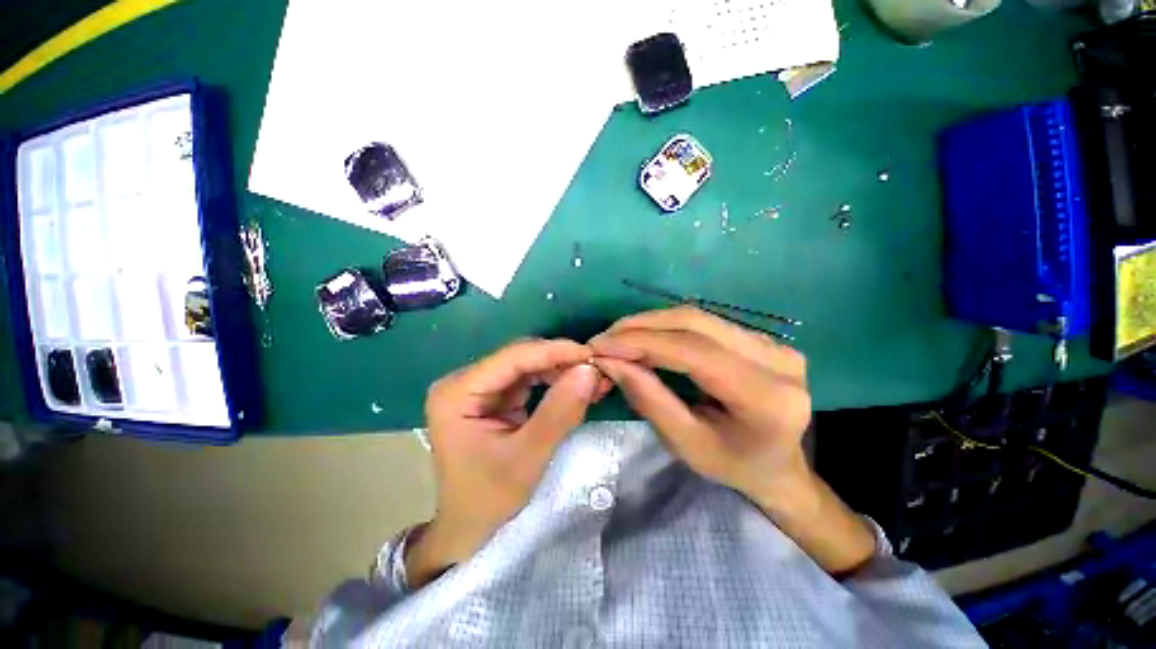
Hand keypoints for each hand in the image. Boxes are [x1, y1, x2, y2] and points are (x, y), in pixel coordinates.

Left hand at [408, 339, 602, 586]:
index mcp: (457, 392)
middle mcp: (464, 381)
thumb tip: (589, 370)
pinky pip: (530, 379)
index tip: (591, 354)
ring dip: (562, 370)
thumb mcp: (527, 458)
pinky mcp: (494, 397)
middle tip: (597, 370)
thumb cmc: (489, 500)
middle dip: (561, 362)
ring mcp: (479, 387)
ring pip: (528, 365)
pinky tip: (577, 387)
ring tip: (593, 380)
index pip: (513, 357)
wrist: (469, 530)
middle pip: (520, 357)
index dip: (554, 351)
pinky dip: (555, 382)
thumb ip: (558, 412)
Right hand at [591, 307, 874, 573]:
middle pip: (695, 322)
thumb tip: (611, 361)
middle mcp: (777, 360)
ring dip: (651, 324)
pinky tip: (644, 338)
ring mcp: (773, 343)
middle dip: (641, 326)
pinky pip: (704, 322)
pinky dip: (667, 327)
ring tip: (618, 338)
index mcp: (767, 397)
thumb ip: (649, 399)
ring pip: (698, 317)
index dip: (642, 343)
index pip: (694, 351)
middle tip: (604, 338)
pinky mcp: (761, 337)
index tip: (599, 346)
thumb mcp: (685, 444)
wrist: (779, 467)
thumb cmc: (733, 466)